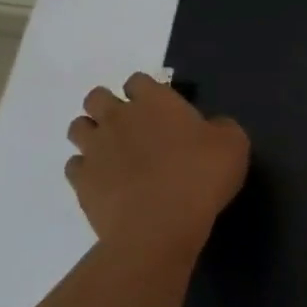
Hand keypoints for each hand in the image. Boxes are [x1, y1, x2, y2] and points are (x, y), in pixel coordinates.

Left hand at [67, 73, 248, 256]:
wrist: (159, 225)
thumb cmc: (201, 177)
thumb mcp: (233, 144)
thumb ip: (219, 128)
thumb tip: (211, 128)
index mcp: (155, 101)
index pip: (138, 80)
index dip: (145, 92)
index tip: (159, 109)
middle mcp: (119, 117)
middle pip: (96, 97)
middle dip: (108, 106)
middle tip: (130, 128)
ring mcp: (95, 148)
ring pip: (78, 127)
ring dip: (91, 134)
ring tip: (111, 153)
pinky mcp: (81, 181)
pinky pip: (74, 165)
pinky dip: (85, 170)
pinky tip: (104, 183)